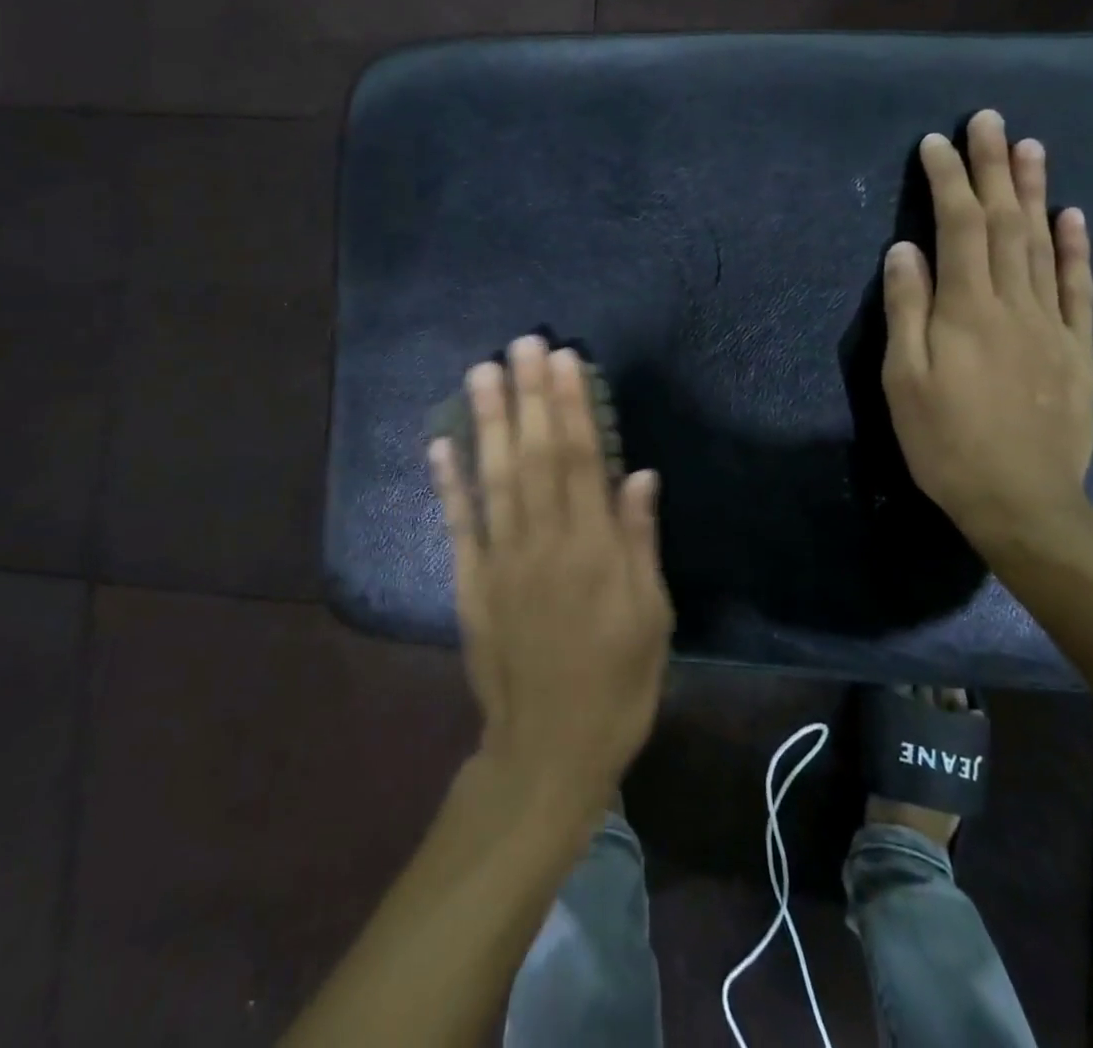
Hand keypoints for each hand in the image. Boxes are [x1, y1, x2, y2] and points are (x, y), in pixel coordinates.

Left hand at [430, 335, 672, 817]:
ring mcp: (501, 561)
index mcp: (594, 551)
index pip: (581, 460)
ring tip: (483, 371)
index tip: (565, 361)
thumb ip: (639, 542)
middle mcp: (544, 543)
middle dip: (530, 396)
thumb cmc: (617, 685)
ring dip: (488, 422)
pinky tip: (440, 442)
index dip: (573, 406)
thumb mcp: (652, 618)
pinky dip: (447, 482)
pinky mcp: (470, 583)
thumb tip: (637, 473)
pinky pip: (458, 525)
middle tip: (524, 343)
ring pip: (494, 478)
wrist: (549, 750)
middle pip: (535, 456)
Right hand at [881, 109, 1092, 547]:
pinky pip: (1079, 288)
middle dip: (994, 167)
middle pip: (1005, 222)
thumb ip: (907, 310)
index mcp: (967, 310)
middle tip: (988, 120)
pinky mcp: (1077, 349)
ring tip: (1029, 146)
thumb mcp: (904, 380)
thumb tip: (905, 248)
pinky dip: (1077, 248)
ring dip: (1035, 191)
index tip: (936, 143)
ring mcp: (1052, 324)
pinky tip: (1072, 216)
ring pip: (1044, 244)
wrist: (1023, 501)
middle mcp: (1014, 303)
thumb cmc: (945, 443)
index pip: (959, 227)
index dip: (948, 181)